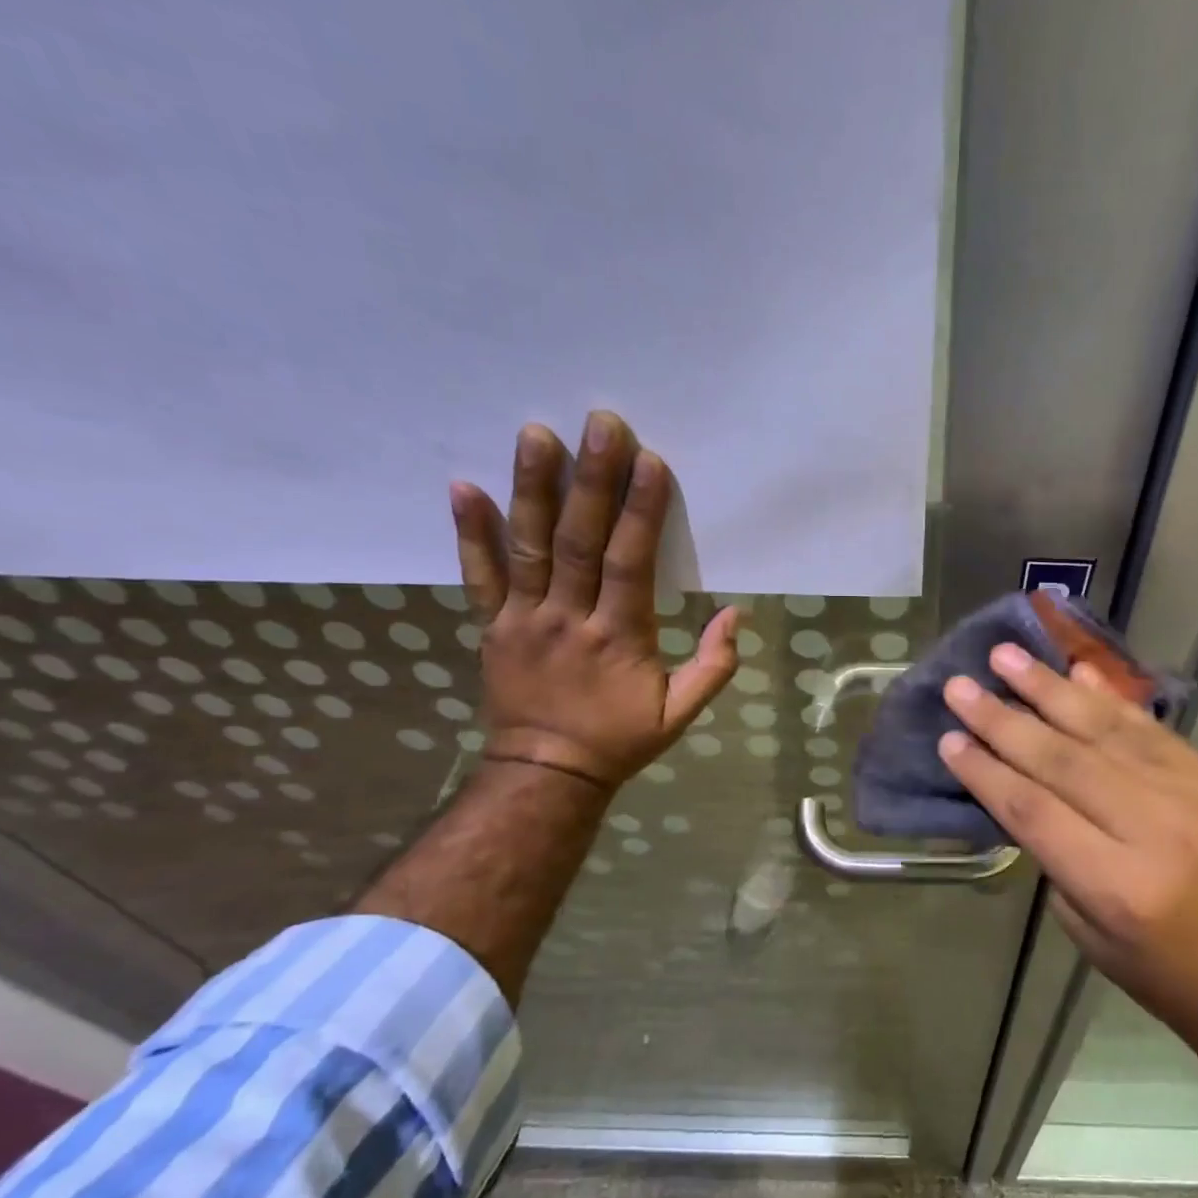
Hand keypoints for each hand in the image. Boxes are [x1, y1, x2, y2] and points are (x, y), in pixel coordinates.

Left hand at [449, 411, 739, 795]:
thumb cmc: (620, 740)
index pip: (630, 564)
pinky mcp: (492, 625)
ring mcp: (524, 619)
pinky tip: (462, 486)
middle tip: (600, 424)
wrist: (547, 774)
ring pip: (528, 546)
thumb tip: (735, 614)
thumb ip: (713, 666)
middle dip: (592, 480)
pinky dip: (469, 533)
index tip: (649, 462)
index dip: (640, 512)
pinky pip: (479, 576)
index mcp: (619, 638)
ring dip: (532, 488)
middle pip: (580, 541)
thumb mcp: (680, 715)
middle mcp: (568, 618)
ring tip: (535, 434)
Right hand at [938, 645, 1197, 1048]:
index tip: (948, 738)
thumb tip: (1015, 775)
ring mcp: (1192, 796)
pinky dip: (1106, 697)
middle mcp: (1156, 831)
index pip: (1034, 810)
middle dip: (1003, 720)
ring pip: (1104, 730)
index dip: (985, 771)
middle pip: (1063, 761)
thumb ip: (1050, 846)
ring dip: (1048, 689)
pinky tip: (1073, 671)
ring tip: (1006, 655)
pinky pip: (1148, 727)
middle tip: (961, 687)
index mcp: (1117, 886)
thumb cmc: (1151, 965)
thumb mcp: (1080, 922)